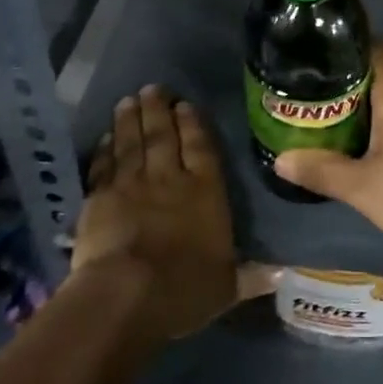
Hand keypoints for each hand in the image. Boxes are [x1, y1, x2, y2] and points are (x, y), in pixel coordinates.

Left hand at [72, 86, 237, 339]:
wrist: (127, 295)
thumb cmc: (184, 289)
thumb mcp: (226, 287)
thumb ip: (250, 275)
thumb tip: (282, 272)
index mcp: (205, 191)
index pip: (201, 147)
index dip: (193, 124)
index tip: (185, 104)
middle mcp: (170, 178)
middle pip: (164, 135)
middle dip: (159, 110)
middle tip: (152, 88)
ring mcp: (132, 184)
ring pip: (132, 143)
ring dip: (130, 120)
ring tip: (128, 100)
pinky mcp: (100, 198)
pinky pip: (104, 166)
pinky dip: (105, 149)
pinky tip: (104, 136)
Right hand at [272, 43, 382, 253]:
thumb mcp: (363, 188)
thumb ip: (322, 171)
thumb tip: (281, 160)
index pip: (373, 47)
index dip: (345, 50)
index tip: (318, 62)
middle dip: (353, 80)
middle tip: (320, 96)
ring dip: (374, 102)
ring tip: (341, 119)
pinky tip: (377, 143)